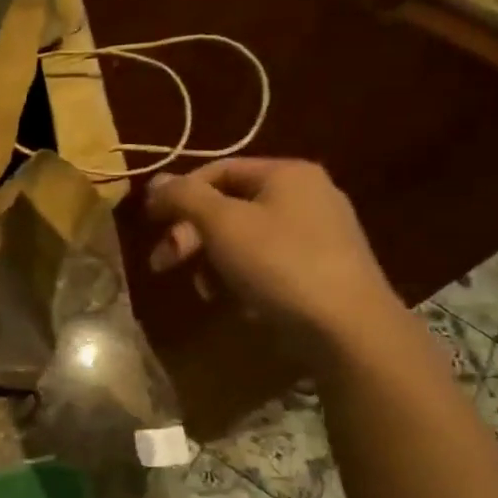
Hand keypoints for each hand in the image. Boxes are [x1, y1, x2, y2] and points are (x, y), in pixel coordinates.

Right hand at [145, 159, 407, 367]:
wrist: (348, 328)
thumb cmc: (279, 264)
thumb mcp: (222, 224)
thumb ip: (184, 197)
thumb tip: (156, 181)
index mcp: (286, 174)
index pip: (217, 170)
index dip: (179, 194)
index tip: (150, 223)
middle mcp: (306, 195)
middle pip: (229, 206)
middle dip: (191, 234)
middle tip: (163, 263)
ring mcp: (318, 233)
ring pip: (244, 237)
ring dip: (211, 260)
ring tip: (203, 289)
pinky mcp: (321, 269)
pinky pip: (265, 262)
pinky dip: (241, 276)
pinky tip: (233, 301)